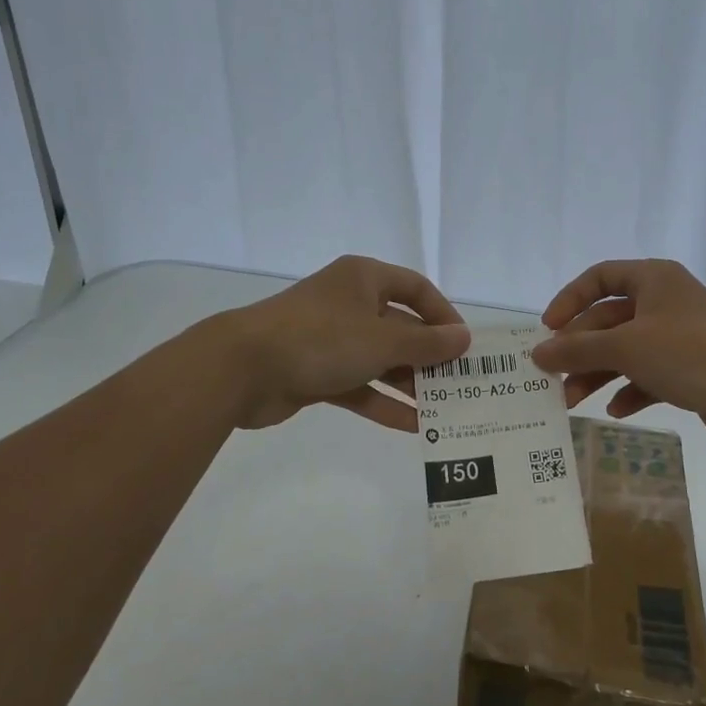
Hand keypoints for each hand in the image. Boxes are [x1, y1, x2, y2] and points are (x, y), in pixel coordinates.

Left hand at [208, 255, 469, 432]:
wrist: (242, 368)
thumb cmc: (321, 339)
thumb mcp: (383, 340)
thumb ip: (427, 343)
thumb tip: (464, 338)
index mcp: (364, 279)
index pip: (416, 289)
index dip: (443, 315)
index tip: (464, 345)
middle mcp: (349, 303)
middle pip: (400, 327)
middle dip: (428, 357)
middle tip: (459, 385)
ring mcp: (331, 339)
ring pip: (380, 360)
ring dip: (409, 384)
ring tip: (443, 411)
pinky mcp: (316, 372)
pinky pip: (359, 385)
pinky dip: (382, 402)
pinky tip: (412, 427)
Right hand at [530, 259, 705, 453]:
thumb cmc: (691, 354)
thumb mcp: (627, 347)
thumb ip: (578, 349)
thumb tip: (537, 352)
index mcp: (654, 280)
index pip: (600, 277)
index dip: (570, 300)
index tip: (548, 329)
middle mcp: (666, 303)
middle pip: (609, 320)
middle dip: (580, 350)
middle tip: (553, 379)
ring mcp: (680, 338)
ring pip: (626, 351)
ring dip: (598, 374)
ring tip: (573, 403)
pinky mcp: (691, 371)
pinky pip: (649, 376)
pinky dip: (630, 390)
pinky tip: (617, 410)